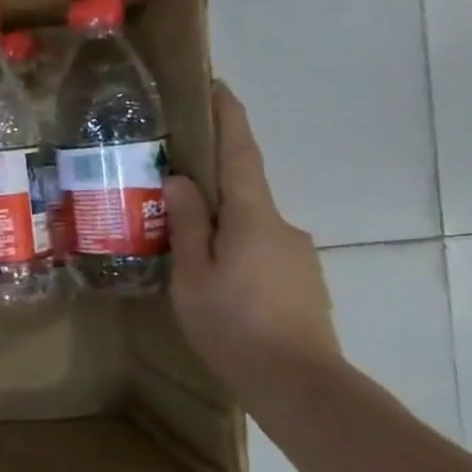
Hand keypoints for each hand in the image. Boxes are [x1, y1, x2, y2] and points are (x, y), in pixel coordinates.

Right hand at [165, 82, 339, 391]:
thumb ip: (187, 225)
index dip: (229, 118)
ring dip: (220, 226)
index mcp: (252, 217)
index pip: (241, 154)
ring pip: (249, 225)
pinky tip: (215, 281)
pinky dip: (234, 250)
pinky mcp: (302, 279)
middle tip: (170, 192)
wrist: (300, 385)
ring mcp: (297, 253)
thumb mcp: (192, 275)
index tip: (218, 87)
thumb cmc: (233, 325)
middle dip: (210, 185)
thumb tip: (182, 180)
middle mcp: (282, 225)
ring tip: (184, 250)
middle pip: (243, 191)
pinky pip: (260, 249)